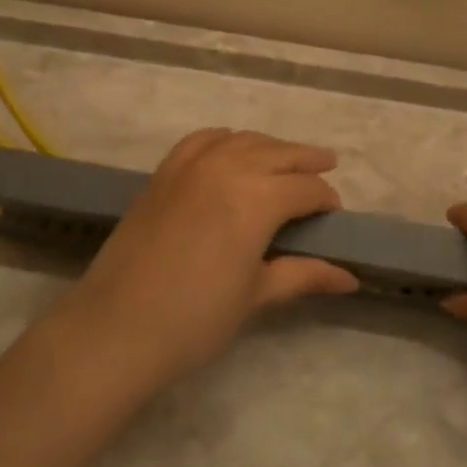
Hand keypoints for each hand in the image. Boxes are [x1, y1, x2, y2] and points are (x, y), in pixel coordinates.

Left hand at [52, 128, 358, 390]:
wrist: (116, 327)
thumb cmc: (195, 319)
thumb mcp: (256, 295)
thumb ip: (304, 274)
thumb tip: (350, 277)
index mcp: (258, 198)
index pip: (306, 188)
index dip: (325, 199)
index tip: (333, 214)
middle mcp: (228, 168)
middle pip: (279, 153)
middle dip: (307, 160)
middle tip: (326, 165)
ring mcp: (192, 164)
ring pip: (243, 140)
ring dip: (270, 147)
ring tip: (285, 159)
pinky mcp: (164, 171)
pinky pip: (202, 140)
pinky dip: (225, 140)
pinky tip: (231, 148)